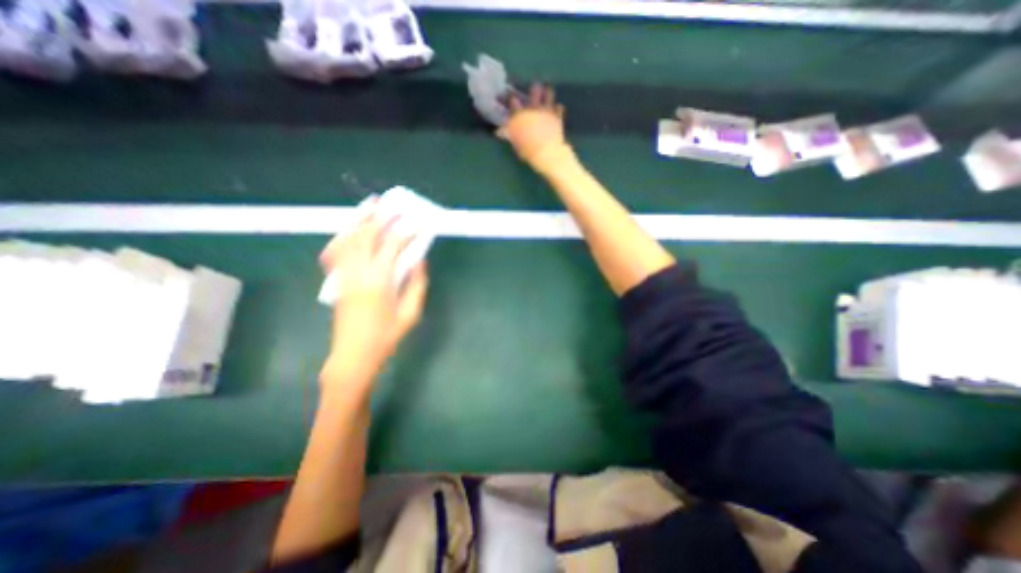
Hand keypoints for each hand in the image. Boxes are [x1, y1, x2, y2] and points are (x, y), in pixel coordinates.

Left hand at [320, 209, 427, 388]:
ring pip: (348, 240)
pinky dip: (342, 237)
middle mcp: (358, 273)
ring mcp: (344, 276)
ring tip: (369, 206)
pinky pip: (335, 253)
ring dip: (359, 220)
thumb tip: (419, 260)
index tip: (416, 223)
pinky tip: (349, 231)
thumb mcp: (411, 313)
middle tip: (393, 206)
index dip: (405, 232)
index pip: (391, 247)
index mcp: (379, 282)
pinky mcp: (338, 282)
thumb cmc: (386, 337)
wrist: (353, 355)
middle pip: (366, 236)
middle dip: (381, 218)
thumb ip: (417, 284)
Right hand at [501, 82, 572, 171]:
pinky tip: (556, 110)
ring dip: (547, 93)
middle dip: (534, 90)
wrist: (546, 152)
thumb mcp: (515, 143)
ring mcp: (546, 110)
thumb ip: (508, 135)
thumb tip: (499, 132)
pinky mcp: (557, 116)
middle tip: (534, 90)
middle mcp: (532, 108)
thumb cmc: (527, 150)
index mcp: (519, 115)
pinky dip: (557, 108)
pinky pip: (559, 107)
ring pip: (548, 93)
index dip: (511, 98)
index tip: (512, 98)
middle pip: (534, 90)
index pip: (513, 101)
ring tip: (547, 93)